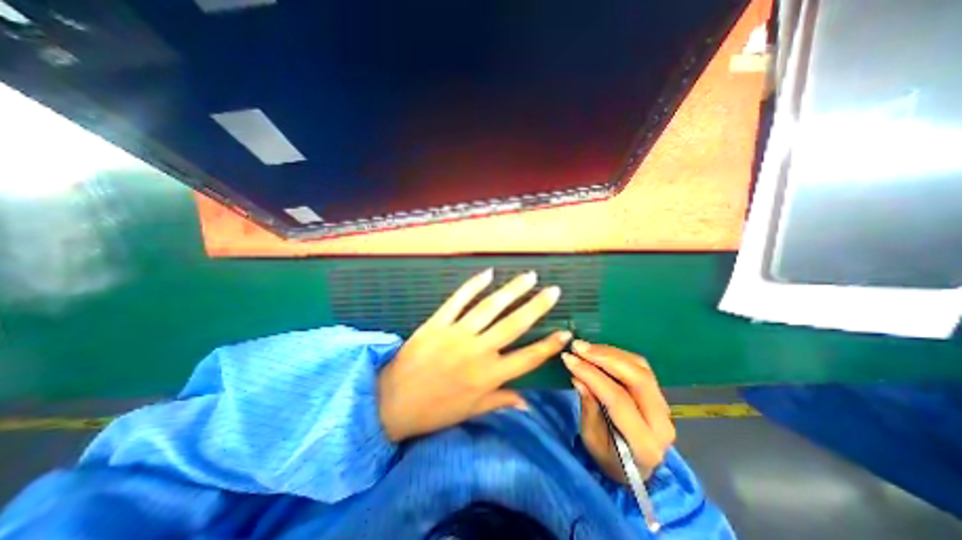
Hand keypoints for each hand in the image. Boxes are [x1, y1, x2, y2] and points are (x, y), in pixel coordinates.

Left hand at [374, 269, 568, 443]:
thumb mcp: (470, 411)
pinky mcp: (437, 323)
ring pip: (490, 307)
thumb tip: (528, 404)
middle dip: (537, 306)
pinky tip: (488, 274)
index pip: (528, 358)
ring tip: (529, 277)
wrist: (391, 402)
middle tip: (553, 291)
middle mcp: (478, 351)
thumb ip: (500, 402)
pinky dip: (472, 286)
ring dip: (511, 290)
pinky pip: (458, 300)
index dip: (549, 345)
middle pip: (513, 325)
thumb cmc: (434, 410)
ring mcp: (457, 334)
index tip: (566, 332)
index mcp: (488, 376)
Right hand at [564, 343, 675, 479]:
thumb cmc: (608, 457)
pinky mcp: (658, 394)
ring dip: (610, 352)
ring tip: (584, 347)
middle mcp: (662, 423)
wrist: (635, 468)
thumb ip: (589, 408)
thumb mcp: (592, 440)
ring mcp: (664, 406)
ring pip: (640, 367)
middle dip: (604, 357)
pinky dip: (617, 354)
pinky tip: (598, 351)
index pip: (618, 399)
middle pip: (637, 378)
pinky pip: (640, 366)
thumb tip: (578, 378)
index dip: (592, 375)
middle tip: (578, 347)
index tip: (569, 359)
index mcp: (645, 444)